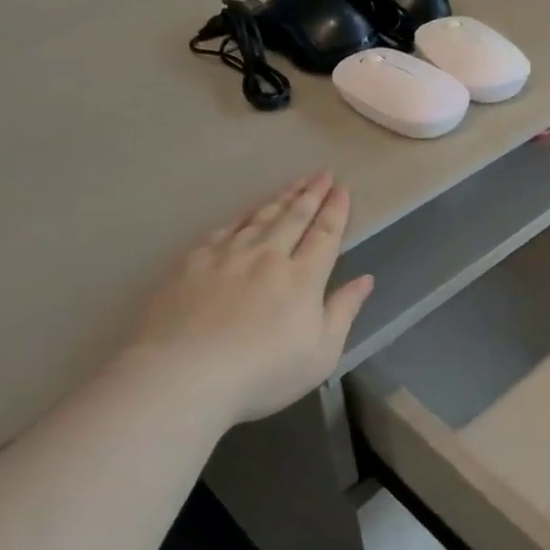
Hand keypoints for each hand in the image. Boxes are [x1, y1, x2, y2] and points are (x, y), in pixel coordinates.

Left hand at [122, 171, 373, 424]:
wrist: (183, 377)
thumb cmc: (263, 373)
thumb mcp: (321, 353)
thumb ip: (343, 311)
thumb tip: (365, 279)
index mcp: (303, 278)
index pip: (325, 234)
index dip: (336, 210)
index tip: (342, 189)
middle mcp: (268, 256)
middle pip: (294, 217)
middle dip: (311, 193)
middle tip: (323, 173)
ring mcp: (227, 256)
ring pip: (260, 217)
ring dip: (280, 198)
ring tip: (294, 183)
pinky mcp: (192, 263)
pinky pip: (223, 230)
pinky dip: (241, 217)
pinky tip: (245, 213)